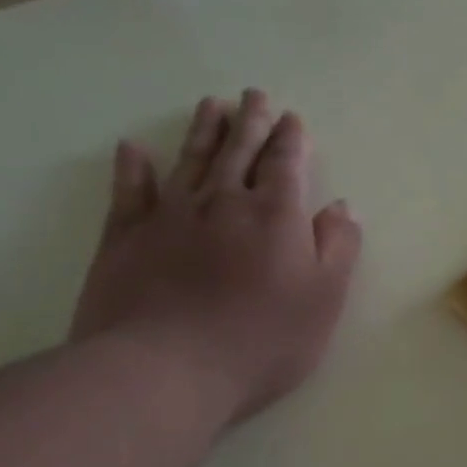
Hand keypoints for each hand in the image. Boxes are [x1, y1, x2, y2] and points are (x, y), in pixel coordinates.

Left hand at [70, 90, 361, 424]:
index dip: (291, 139)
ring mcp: (170, 216)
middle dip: (251, 122)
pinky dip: (133, 169)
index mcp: (275, 215)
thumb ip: (338, 247)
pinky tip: (134, 149)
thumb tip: (342, 207)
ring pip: (191, 160)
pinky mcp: (125, 238)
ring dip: (204, 131)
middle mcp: (223, 202)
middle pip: (239, 151)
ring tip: (212, 105)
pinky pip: (130, 193)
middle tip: (254, 95)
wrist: (165, 371)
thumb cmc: (261, 339)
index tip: (292, 118)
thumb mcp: (324, 298)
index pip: (286, 164)